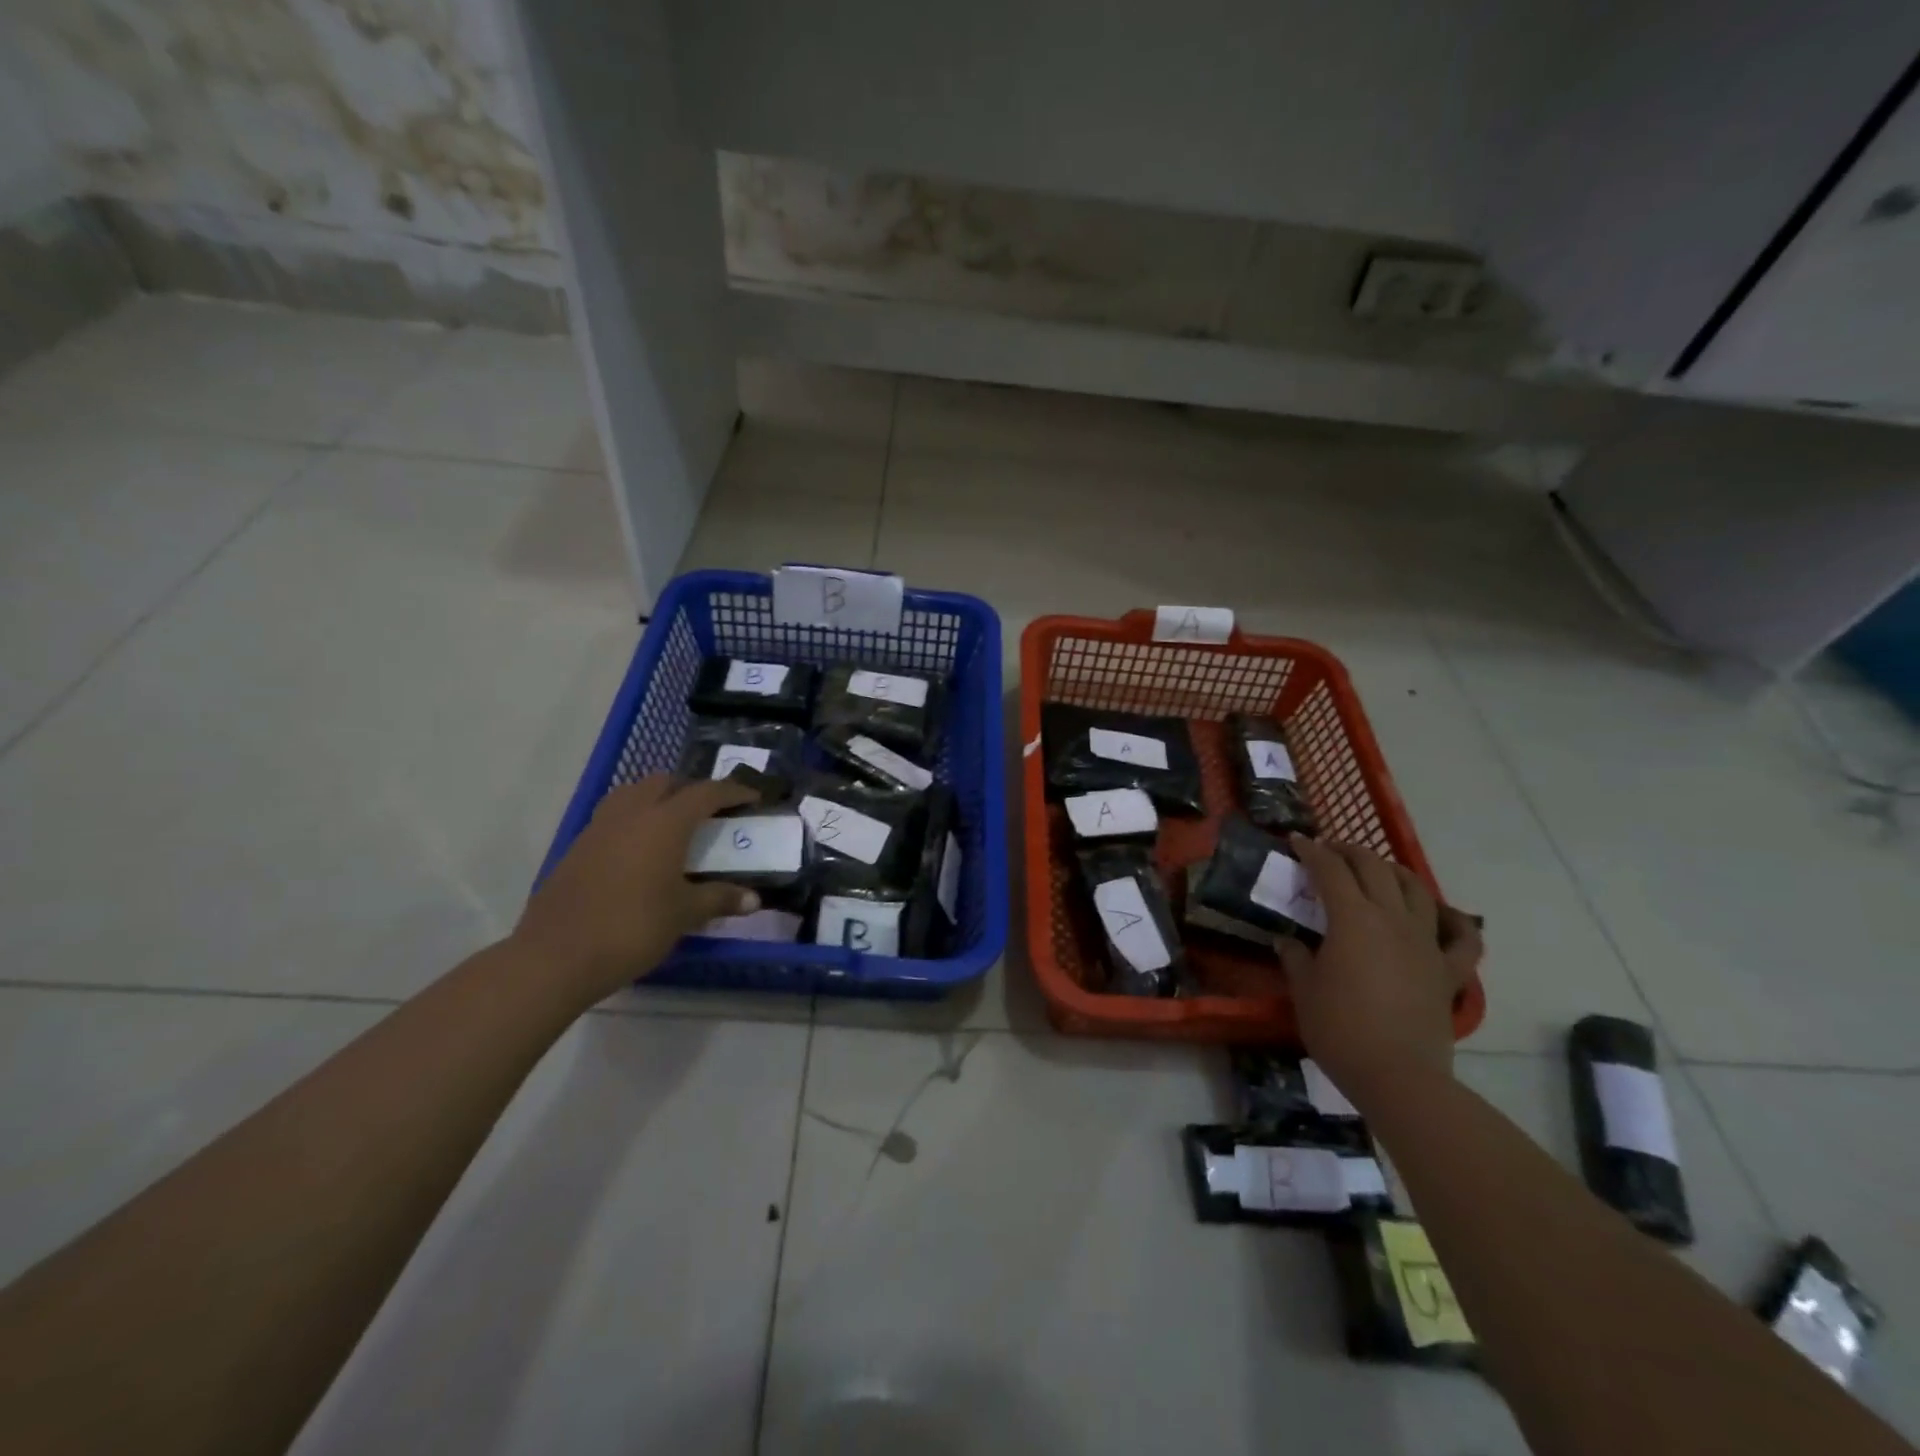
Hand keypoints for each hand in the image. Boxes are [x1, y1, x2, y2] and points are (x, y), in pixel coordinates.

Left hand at [511, 774, 759, 1000]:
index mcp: (664, 822)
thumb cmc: (632, 928)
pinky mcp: (576, 849)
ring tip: (672, 826)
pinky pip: (612, 819)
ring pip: (631, 795)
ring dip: (656, 800)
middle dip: (690, 790)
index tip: (752, 798)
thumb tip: (754, 900)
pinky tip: (639, 853)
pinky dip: (632, 822)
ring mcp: (598, 828)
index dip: (733, 792)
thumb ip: (720, 899)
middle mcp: (631, 814)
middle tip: (709, 814)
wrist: (556, 957)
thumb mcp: (684, 914)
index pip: (705, 793)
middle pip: (664, 783)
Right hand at [1276, 836, 1483, 1105]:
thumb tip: (1286, 941)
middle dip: (1349, 851)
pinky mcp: (1448, 971)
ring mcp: (1425, 943)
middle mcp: (1391, 919)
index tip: (1296, 841)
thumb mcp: (1304, 990)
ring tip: (1379, 870)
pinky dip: (1455, 922)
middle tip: (1330, 850)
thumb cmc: (1339, 1029)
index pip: (1329, 870)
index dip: (1311, 851)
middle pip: (1374, 868)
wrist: (1398, 1076)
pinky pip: (1463, 939)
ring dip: (1394, 872)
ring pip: (1417, 890)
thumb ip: (1295, 957)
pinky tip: (1444, 916)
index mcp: (1352, 919)